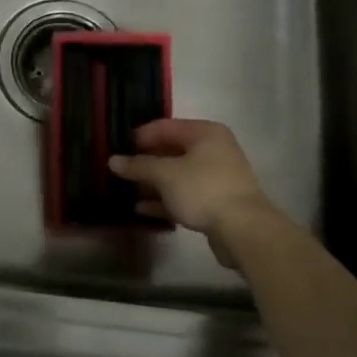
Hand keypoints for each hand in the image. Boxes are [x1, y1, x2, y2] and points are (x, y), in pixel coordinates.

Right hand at [108, 119, 274, 243]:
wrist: (244, 230)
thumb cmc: (203, 189)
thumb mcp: (165, 174)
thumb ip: (138, 165)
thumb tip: (112, 160)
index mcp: (205, 133)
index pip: (165, 126)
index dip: (140, 136)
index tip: (119, 148)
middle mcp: (213, 150)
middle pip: (172, 151)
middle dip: (146, 162)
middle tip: (121, 170)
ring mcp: (217, 177)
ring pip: (177, 175)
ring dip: (153, 183)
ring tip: (128, 190)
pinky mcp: (217, 202)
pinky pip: (185, 195)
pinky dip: (166, 200)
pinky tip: (143, 209)